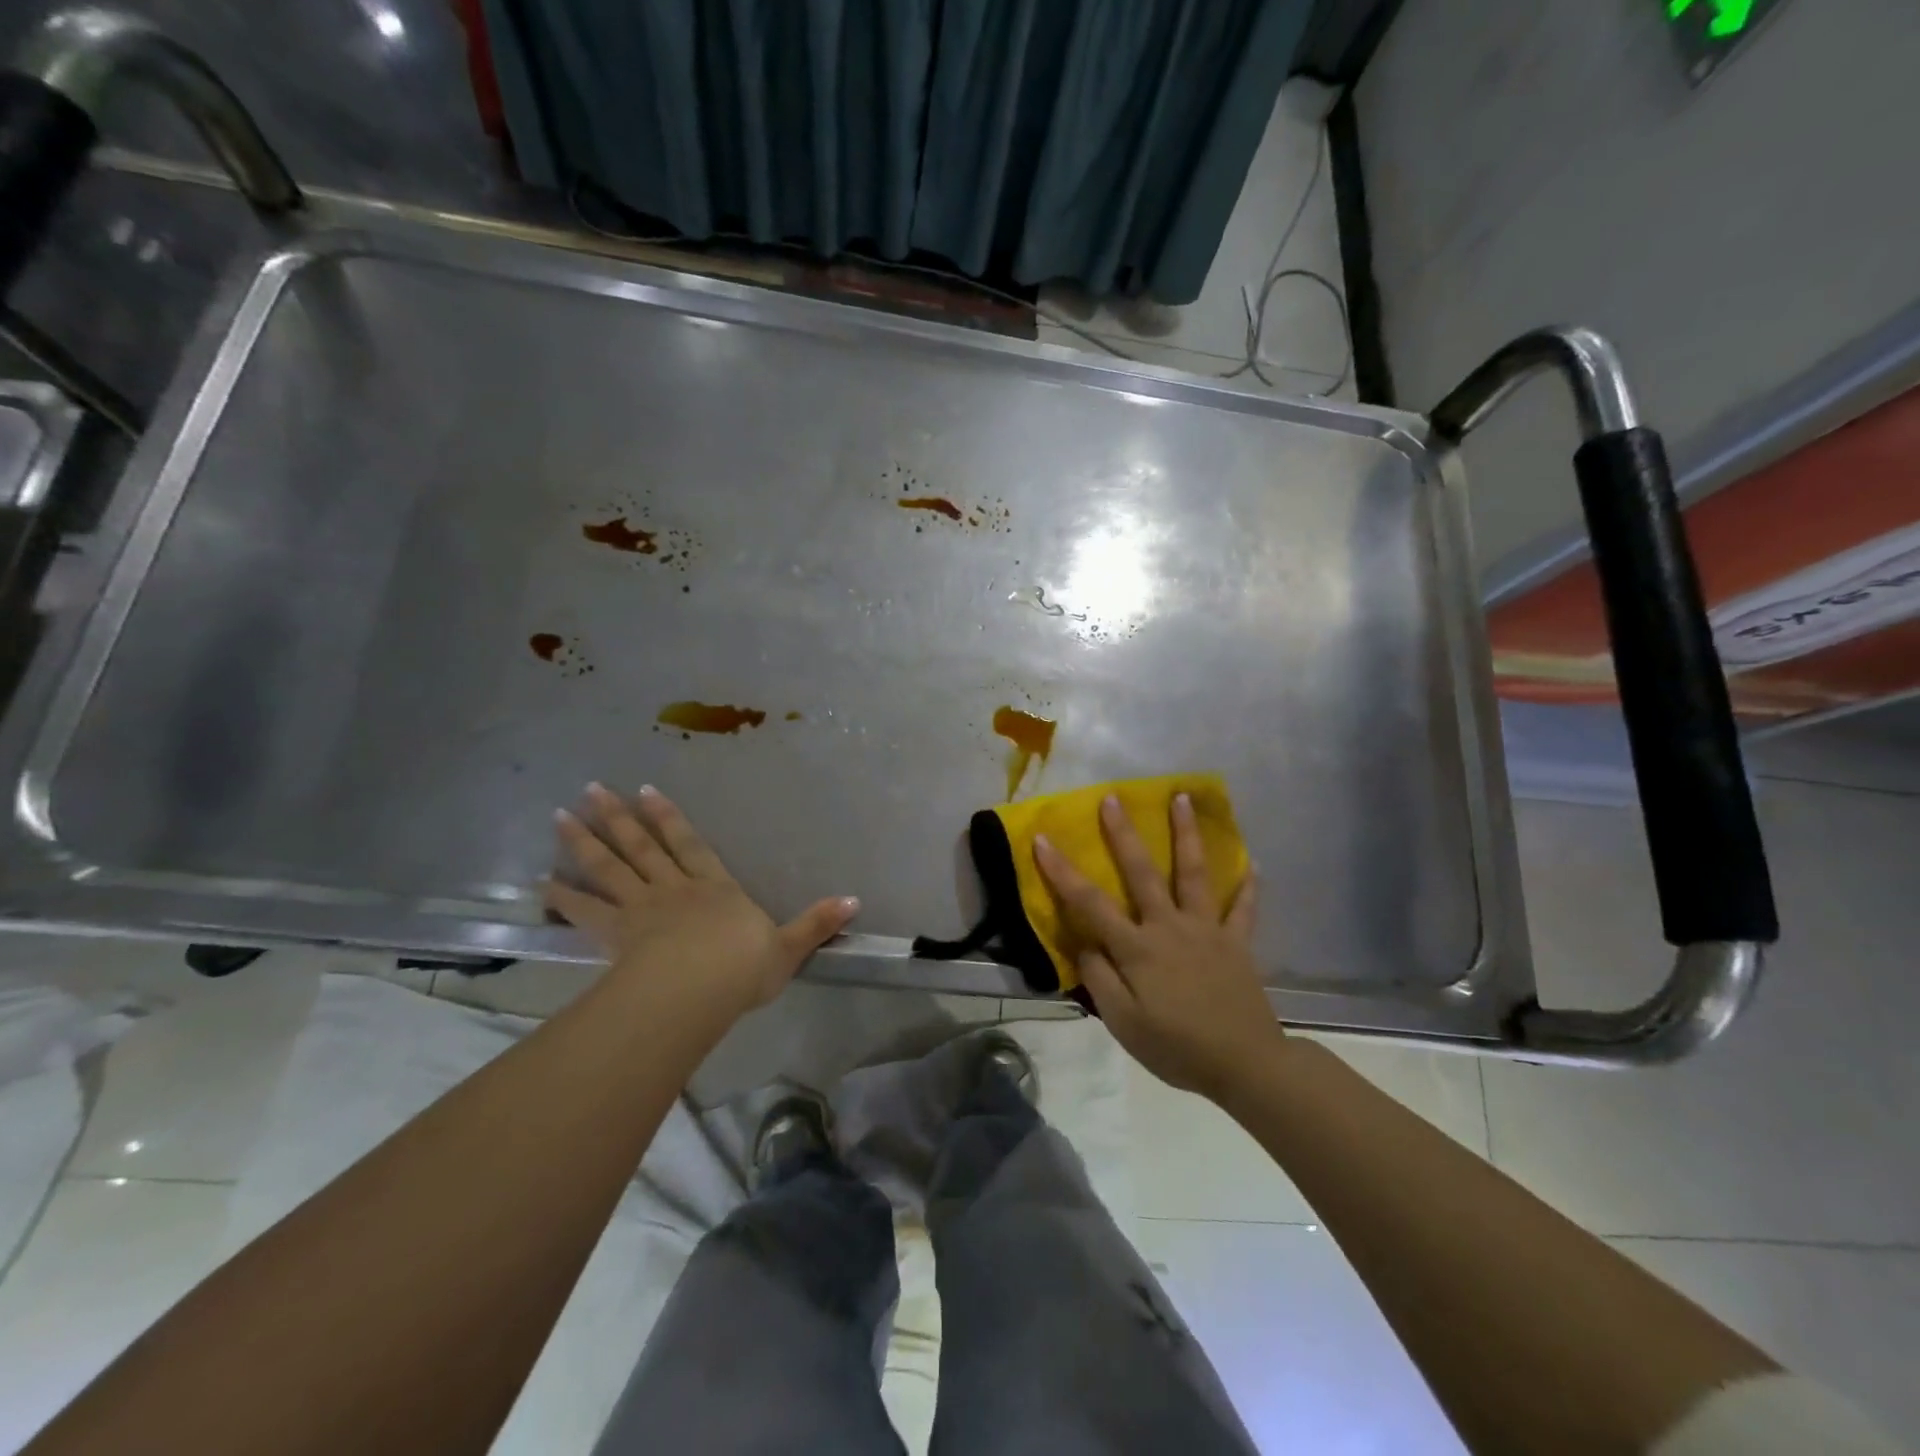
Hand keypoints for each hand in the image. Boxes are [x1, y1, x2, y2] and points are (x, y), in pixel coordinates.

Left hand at [544, 784, 859, 1026]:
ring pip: (608, 868)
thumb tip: (856, 901)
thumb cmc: (743, 967)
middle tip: (592, 788)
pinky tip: (539, 884)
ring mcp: (641, 909)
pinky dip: (561, 897)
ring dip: (584, 841)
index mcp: (715, 888)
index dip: (670, 819)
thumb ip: (818, 923)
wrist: (699, 990)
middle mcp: (674, 889)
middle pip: (642, 846)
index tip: (647, 792)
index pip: (691, 845)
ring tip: (560, 816)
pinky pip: (584, 912)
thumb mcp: (789, 946)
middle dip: (619, 817)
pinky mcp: (616, 935)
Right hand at [1034, 793, 1284, 1102]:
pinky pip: (1244, 909)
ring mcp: (1207, 930)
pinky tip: (1254, 864)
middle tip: (1113, 798)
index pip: (1090, 903)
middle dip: (1124, 834)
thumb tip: (1084, 943)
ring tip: (1181, 798)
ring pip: (1194, 873)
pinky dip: (1249, 887)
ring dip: (1186, 834)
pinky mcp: (1237, 942)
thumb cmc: (1176, 1047)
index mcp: (1137, 947)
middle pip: (1143, 872)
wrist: (1245, 1064)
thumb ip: (1099, 979)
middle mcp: (1169, 926)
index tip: (1042, 839)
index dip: (1062, 871)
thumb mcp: (1123, 1023)